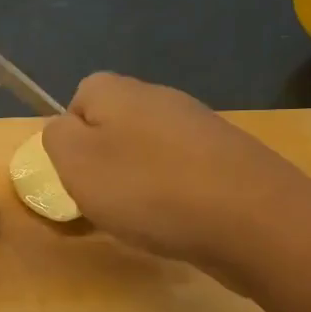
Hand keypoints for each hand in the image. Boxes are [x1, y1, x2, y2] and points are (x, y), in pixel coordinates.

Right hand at [40, 72, 304, 267]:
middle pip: (116, 124)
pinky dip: (176, 194)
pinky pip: (185, 171)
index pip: (79, 98)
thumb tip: (66, 128)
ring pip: (150, 150)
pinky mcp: (230, 157)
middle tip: (107, 199)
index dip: (72, 137)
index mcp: (118, 90)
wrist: (253, 219)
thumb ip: (56, 137)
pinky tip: (182, 221)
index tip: (79, 173)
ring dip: (141, 180)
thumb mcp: (76, 162)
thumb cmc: (148, 189)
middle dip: (107, 161)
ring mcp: (201, 126)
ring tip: (146, 217)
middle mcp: (160, 96)